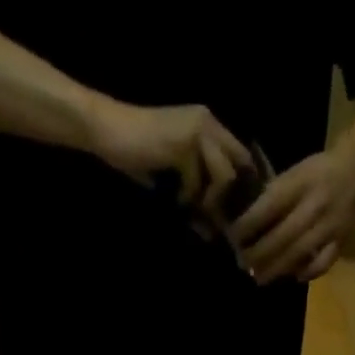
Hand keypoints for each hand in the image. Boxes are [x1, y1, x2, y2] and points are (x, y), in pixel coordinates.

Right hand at [86, 99, 254, 230]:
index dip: (246, 187)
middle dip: (231, 199)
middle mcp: (208, 122)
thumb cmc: (139, 156)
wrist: (108, 131)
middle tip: (212, 218)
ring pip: (224, 177)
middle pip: (241, 168)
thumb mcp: (175, 181)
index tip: (236, 213)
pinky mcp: (183, 143)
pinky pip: (198, 183)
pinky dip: (186, 197)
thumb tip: (213, 232)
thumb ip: (197, 198)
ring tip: (188, 204)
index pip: (243, 156)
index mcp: (209, 126)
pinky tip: (173, 196)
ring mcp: (197, 130)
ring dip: (209, 200)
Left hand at [230, 145, 354, 283]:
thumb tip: (249, 220)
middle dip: (259, 254)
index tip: (234, 238)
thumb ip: (275, 194)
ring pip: (299, 253)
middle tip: (243, 265)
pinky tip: (294, 277)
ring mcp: (329, 226)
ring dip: (277, 268)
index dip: (249, 225)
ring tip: (260, 278)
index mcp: (300, 183)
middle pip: (282, 236)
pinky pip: (323, 263)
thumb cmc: (319, 171)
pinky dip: (308, 273)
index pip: (269, 207)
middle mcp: (314, 206)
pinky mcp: (340, 240)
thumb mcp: (294, 172)